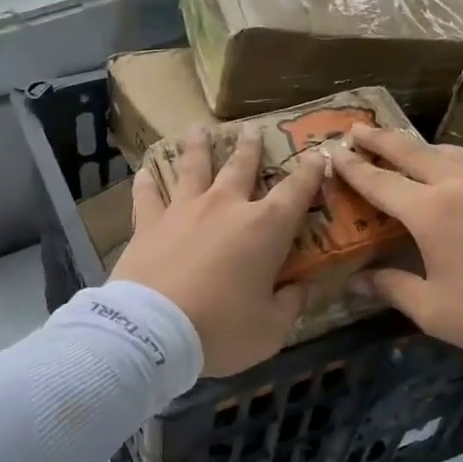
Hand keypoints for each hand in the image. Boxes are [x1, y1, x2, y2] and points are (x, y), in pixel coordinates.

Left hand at [111, 126, 325, 377]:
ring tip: (197, 129)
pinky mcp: (147, 225)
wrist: (153, 332)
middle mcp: (225, 208)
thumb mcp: (271, 329)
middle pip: (241, 167)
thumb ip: (291, 304)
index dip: (311, 172)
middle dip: (250, 148)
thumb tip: (305, 287)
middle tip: (252, 129)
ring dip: (198, 147)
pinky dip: (146, 183)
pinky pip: (147, 196)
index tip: (319, 155)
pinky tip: (143, 173)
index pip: (296, 191)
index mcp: (265, 228)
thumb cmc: (221, 330)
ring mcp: (183, 211)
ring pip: (193, 168)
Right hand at [327, 125, 462, 362]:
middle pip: (411, 153)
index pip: (380, 182)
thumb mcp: (432, 309)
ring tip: (400, 144)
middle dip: (379, 139)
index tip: (331, 153)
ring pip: (445, 152)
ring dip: (416, 145)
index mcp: (430, 211)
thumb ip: (391, 288)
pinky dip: (447, 156)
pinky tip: (450, 168)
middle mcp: (458, 186)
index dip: (353, 169)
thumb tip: (356, 282)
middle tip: (355, 128)